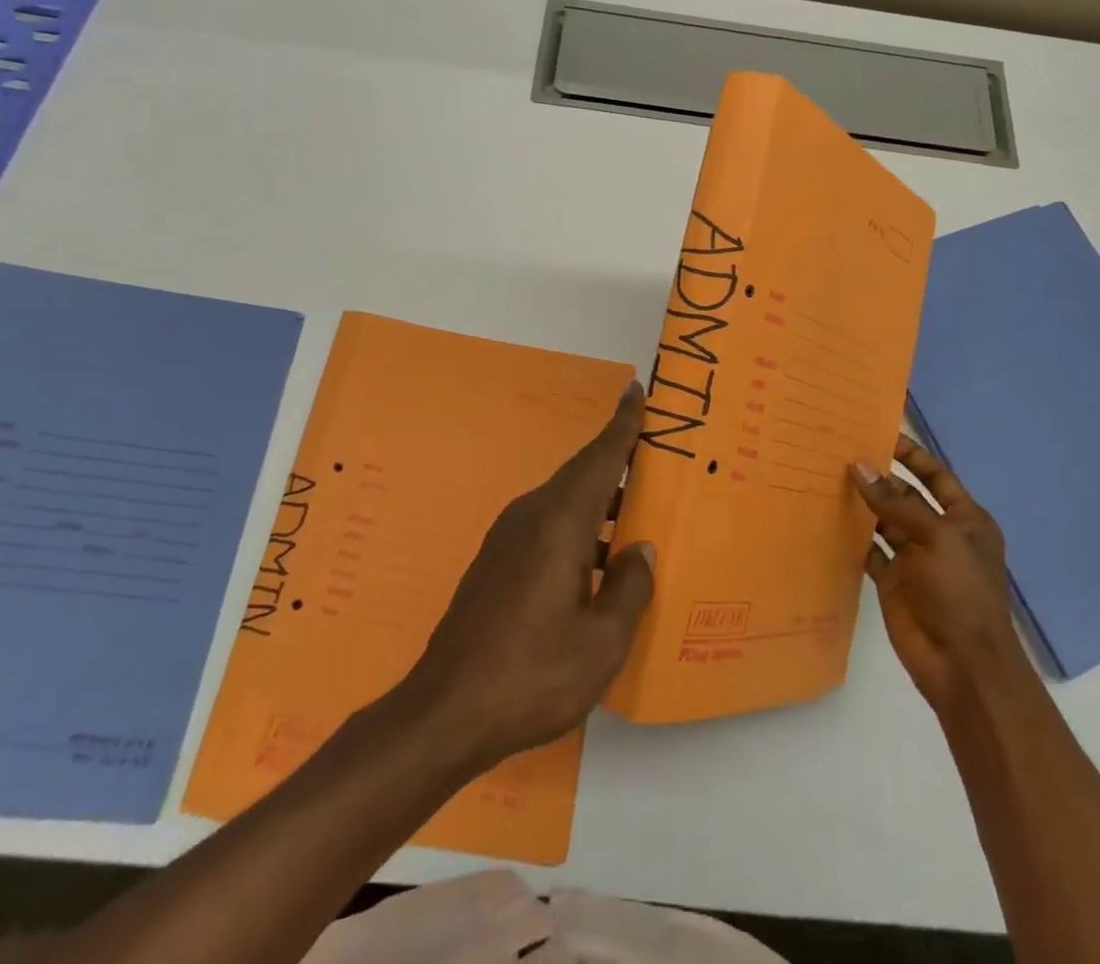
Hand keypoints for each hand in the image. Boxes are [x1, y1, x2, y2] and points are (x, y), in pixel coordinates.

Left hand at [405, 381, 655, 768]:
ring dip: (600, 495)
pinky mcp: (497, 559)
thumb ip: (629, 589)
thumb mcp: (601, 644)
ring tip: (637, 504)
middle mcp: (531, 516)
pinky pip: (548, 522)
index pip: (599, 458)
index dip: (622, 424)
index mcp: (560, 524)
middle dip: (617, 455)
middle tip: (654, 448)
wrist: (446, 710)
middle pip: (582, 473)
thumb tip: (640, 549)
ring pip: (565, 499)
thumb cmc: (532, 675)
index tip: (636, 390)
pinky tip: (598, 555)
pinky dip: (580, 522)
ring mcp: (508, 536)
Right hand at [854, 436, 1018, 713]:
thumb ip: (896, 503)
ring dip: (862, 503)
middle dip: (879, 477)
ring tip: (827, 477)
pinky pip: (870, 549)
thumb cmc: (960, 593)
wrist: (962, 665)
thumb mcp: (936, 538)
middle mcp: (939, 534)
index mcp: (965, 520)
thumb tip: (859, 466)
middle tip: (839, 452)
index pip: (936, 476)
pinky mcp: (893, 580)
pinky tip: (827, 516)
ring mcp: (915, 558)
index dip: (910, 455)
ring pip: (884, 521)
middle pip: (905, 496)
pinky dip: (852, 535)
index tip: (877, 433)